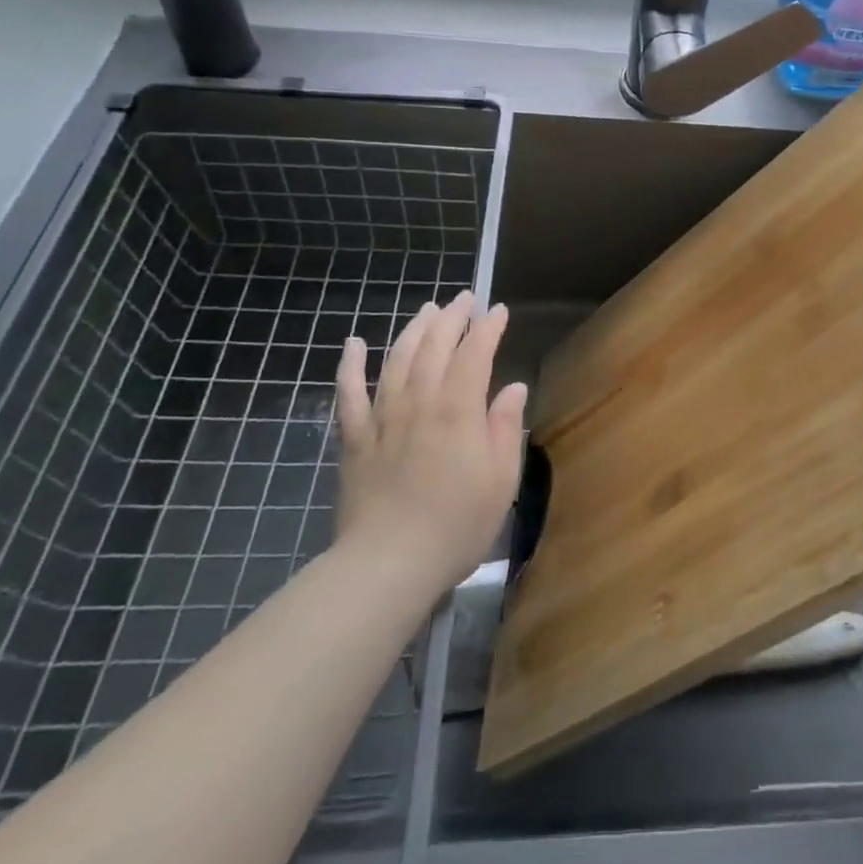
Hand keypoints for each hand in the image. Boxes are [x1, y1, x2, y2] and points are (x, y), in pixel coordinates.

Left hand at [334, 291, 526, 590]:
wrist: (388, 565)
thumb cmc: (456, 525)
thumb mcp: (500, 479)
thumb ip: (505, 427)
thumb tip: (514, 387)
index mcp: (458, 410)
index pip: (475, 353)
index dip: (488, 328)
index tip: (499, 311)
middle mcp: (420, 402)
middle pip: (435, 347)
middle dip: (452, 317)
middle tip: (465, 298)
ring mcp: (383, 418)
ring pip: (396, 359)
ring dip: (413, 329)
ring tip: (428, 309)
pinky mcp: (355, 439)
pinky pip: (349, 394)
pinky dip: (350, 365)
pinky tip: (354, 343)